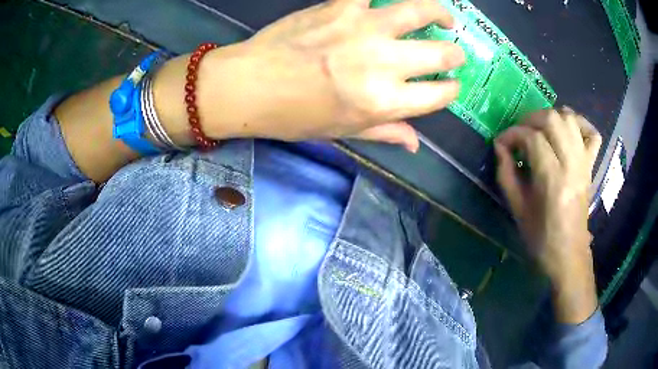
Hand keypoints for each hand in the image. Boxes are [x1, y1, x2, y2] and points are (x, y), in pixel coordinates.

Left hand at [184, 0, 464, 151]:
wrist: (249, 86)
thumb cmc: (293, 116)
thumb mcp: (342, 132)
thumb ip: (384, 132)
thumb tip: (415, 144)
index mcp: (385, 102)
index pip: (439, 95)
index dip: (450, 90)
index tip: (450, 86)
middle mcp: (384, 63)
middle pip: (440, 54)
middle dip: (454, 55)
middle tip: (452, 53)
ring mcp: (364, 28)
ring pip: (418, 11)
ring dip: (439, 14)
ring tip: (443, 18)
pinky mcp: (341, 6)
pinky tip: (388, 2)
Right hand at [494, 108, 601, 323]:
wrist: (568, 254)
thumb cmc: (540, 238)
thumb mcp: (517, 209)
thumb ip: (506, 173)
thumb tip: (500, 146)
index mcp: (553, 181)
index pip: (533, 138)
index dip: (513, 134)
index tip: (502, 142)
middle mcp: (572, 166)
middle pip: (553, 120)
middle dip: (531, 119)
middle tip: (520, 133)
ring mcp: (585, 164)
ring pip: (570, 119)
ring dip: (552, 117)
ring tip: (540, 129)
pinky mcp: (591, 166)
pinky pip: (592, 133)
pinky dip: (580, 124)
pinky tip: (568, 130)